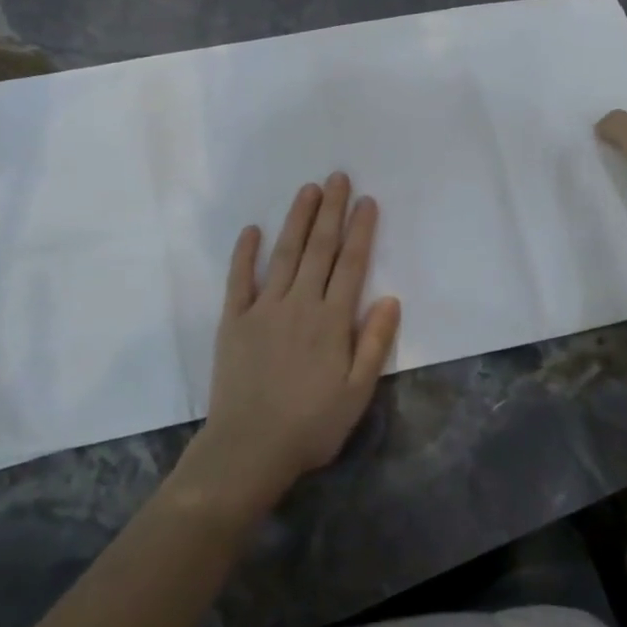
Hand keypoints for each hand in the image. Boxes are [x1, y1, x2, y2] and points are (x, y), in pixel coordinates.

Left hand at [188, 173, 399, 511]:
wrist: (248, 449)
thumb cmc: (311, 425)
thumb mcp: (357, 392)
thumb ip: (374, 343)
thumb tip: (391, 298)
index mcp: (332, 320)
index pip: (351, 264)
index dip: (360, 230)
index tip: (367, 201)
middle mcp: (300, 304)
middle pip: (319, 249)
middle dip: (331, 211)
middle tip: (338, 177)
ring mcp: (264, 308)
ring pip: (285, 254)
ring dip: (297, 219)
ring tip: (308, 190)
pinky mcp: (235, 320)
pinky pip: (240, 279)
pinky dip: (245, 253)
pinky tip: (252, 229)